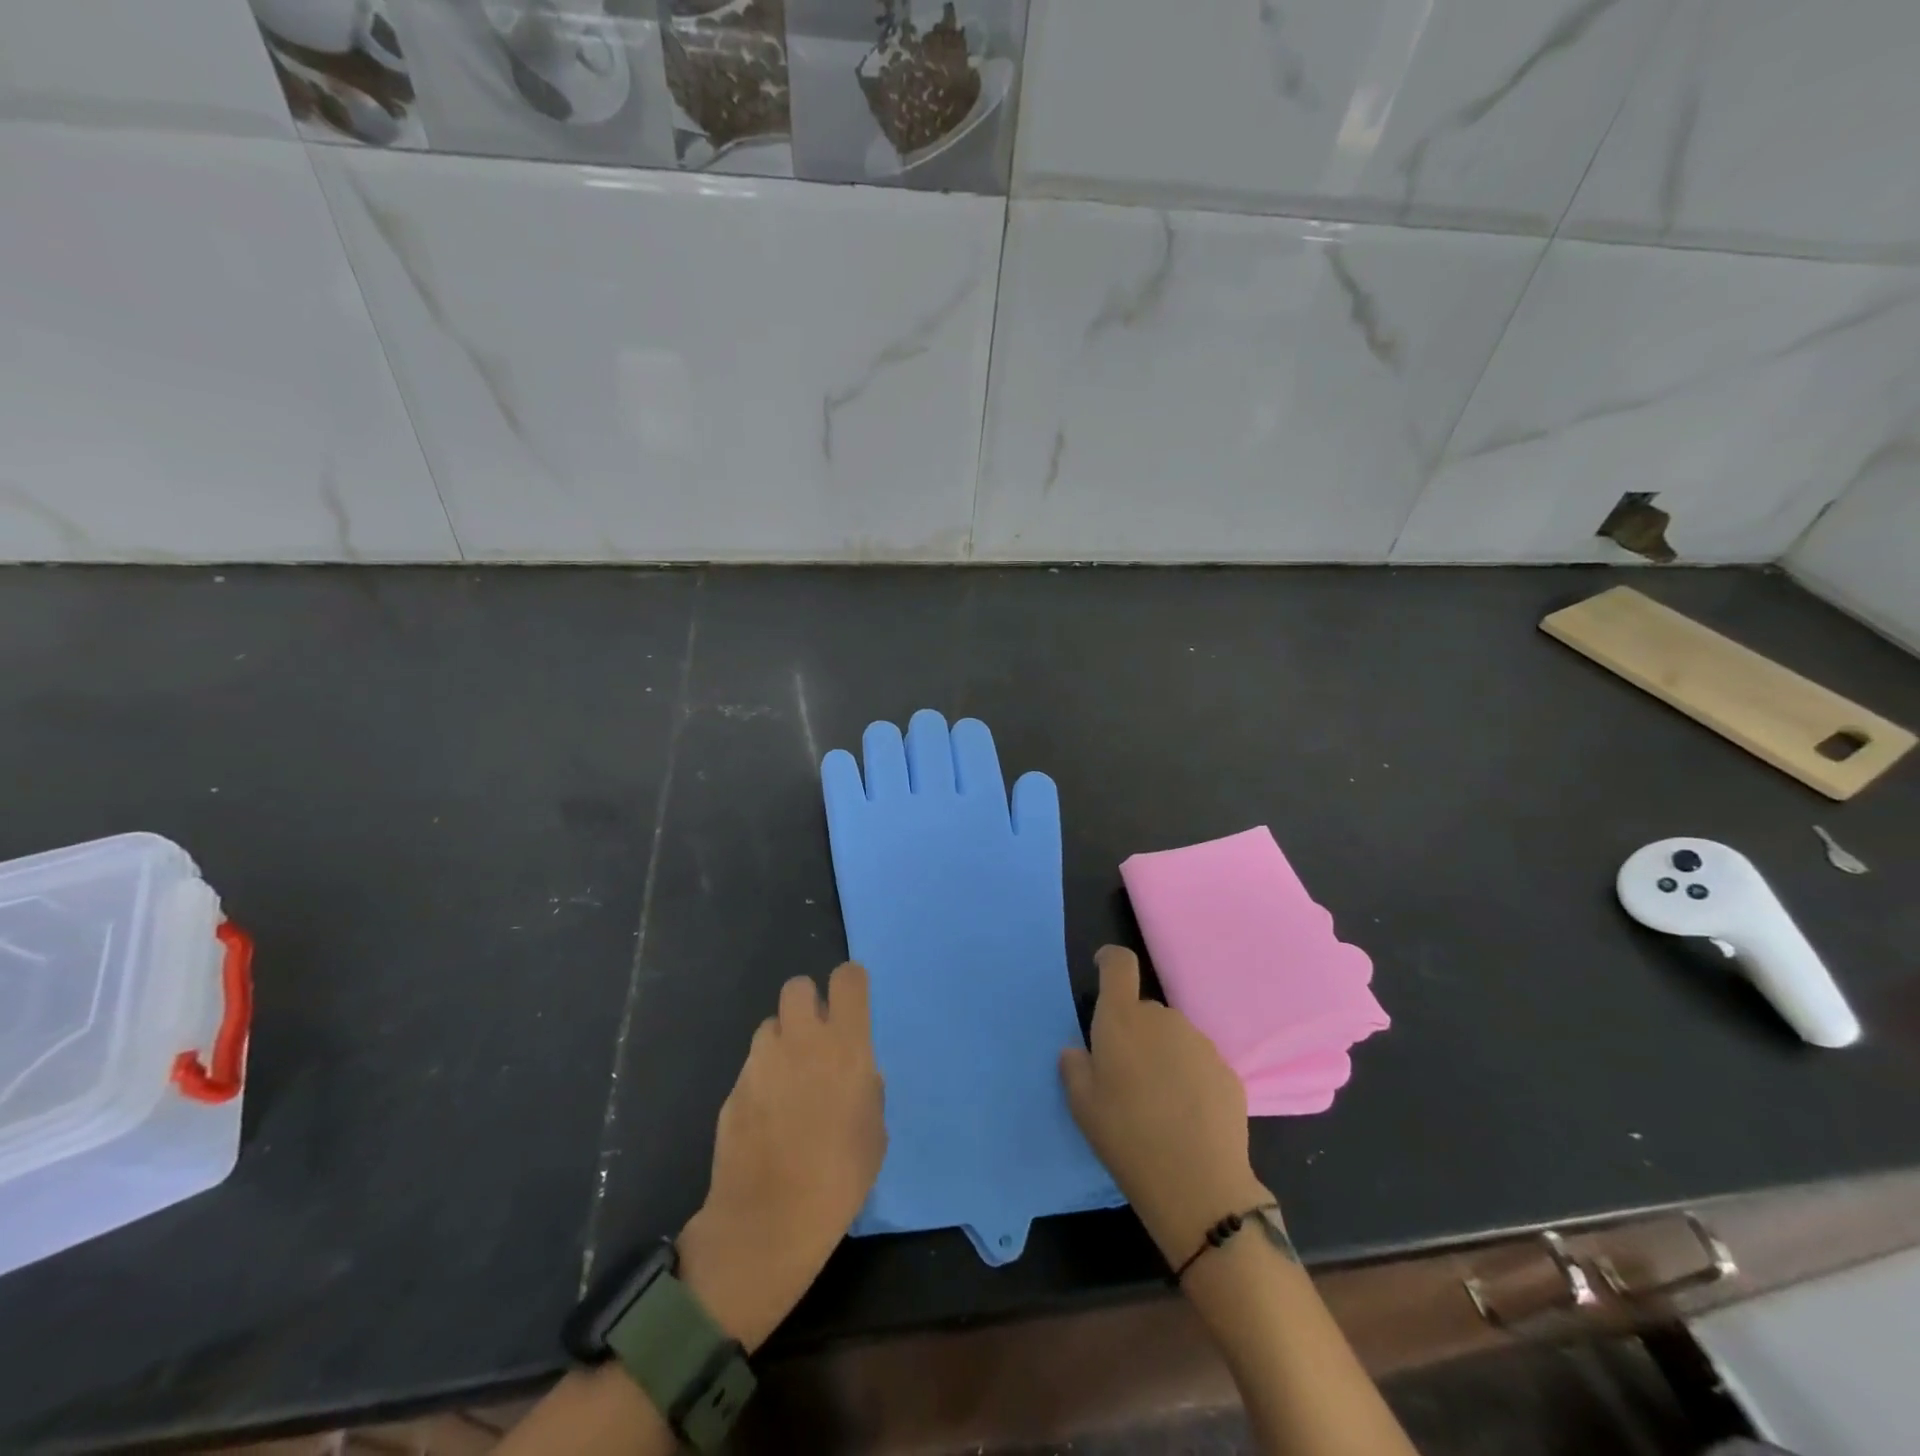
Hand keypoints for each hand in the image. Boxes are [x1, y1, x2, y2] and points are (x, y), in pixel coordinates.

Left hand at [677, 963, 885, 1351]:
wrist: (769, 1221)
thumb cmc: (839, 1177)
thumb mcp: (874, 1130)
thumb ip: (866, 1087)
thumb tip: (855, 1074)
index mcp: (845, 1045)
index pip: (847, 978)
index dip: (850, 984)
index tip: (852, 1004)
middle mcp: (802, 1040)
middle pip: (798, 986)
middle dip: (808, 1003)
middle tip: (816, 1037)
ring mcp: (761, 1062)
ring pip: (770, 1025)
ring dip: (782, 1042)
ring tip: (789, 1081)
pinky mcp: (733, 1088)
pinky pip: (752, 1066)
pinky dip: (762, 1079)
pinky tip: (767, 1117)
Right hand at [1060, 946, 1274, 1266]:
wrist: (1199, 1185)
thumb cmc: (1127, 1137)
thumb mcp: (1082, 1106)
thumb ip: (1075, 1067)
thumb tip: (1078, 1051)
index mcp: (1122, 1019)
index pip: (1119, 964)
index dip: (1109, 961)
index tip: (1102, 971)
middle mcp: (1163, 1019)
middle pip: (1144, 1009)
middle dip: (1133, 1032)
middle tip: (1125, 1076)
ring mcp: (1199, 1043)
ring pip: (1172, 1036)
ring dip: (1161, 1055)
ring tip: (1157, 1101)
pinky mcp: (1226, 1070)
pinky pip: (1197, 1062)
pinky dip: (1187, 1077)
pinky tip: (1185, 1115)